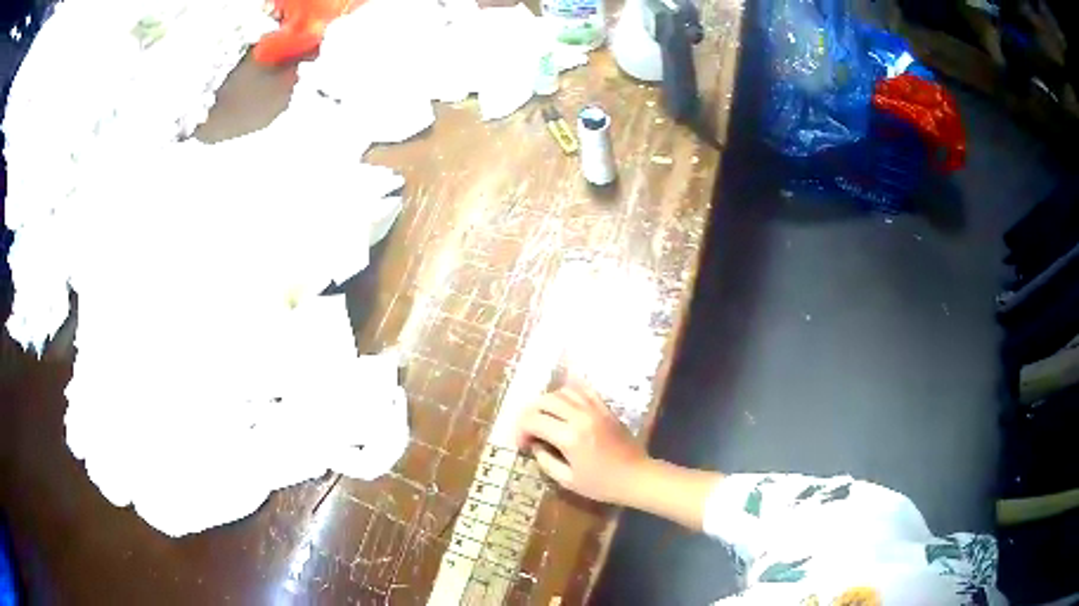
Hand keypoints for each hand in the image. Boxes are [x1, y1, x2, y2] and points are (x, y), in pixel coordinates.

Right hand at [514, 383, 647, 505]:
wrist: (637, 476)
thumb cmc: (602, 484)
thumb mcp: (568, 481)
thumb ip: (546, 461)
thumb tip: (535, 446)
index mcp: (569, 437)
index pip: (533, 420)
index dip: (521, 430)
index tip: (522, 444)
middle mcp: (580, 417)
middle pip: (544, 401)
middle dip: (530, 414)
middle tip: (529, 430)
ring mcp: (595, 409)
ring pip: (562, 392)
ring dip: (547, 403)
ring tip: (545, 419)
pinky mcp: (605, 408)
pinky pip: (583, 390)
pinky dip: (568, 393)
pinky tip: (564, 405)